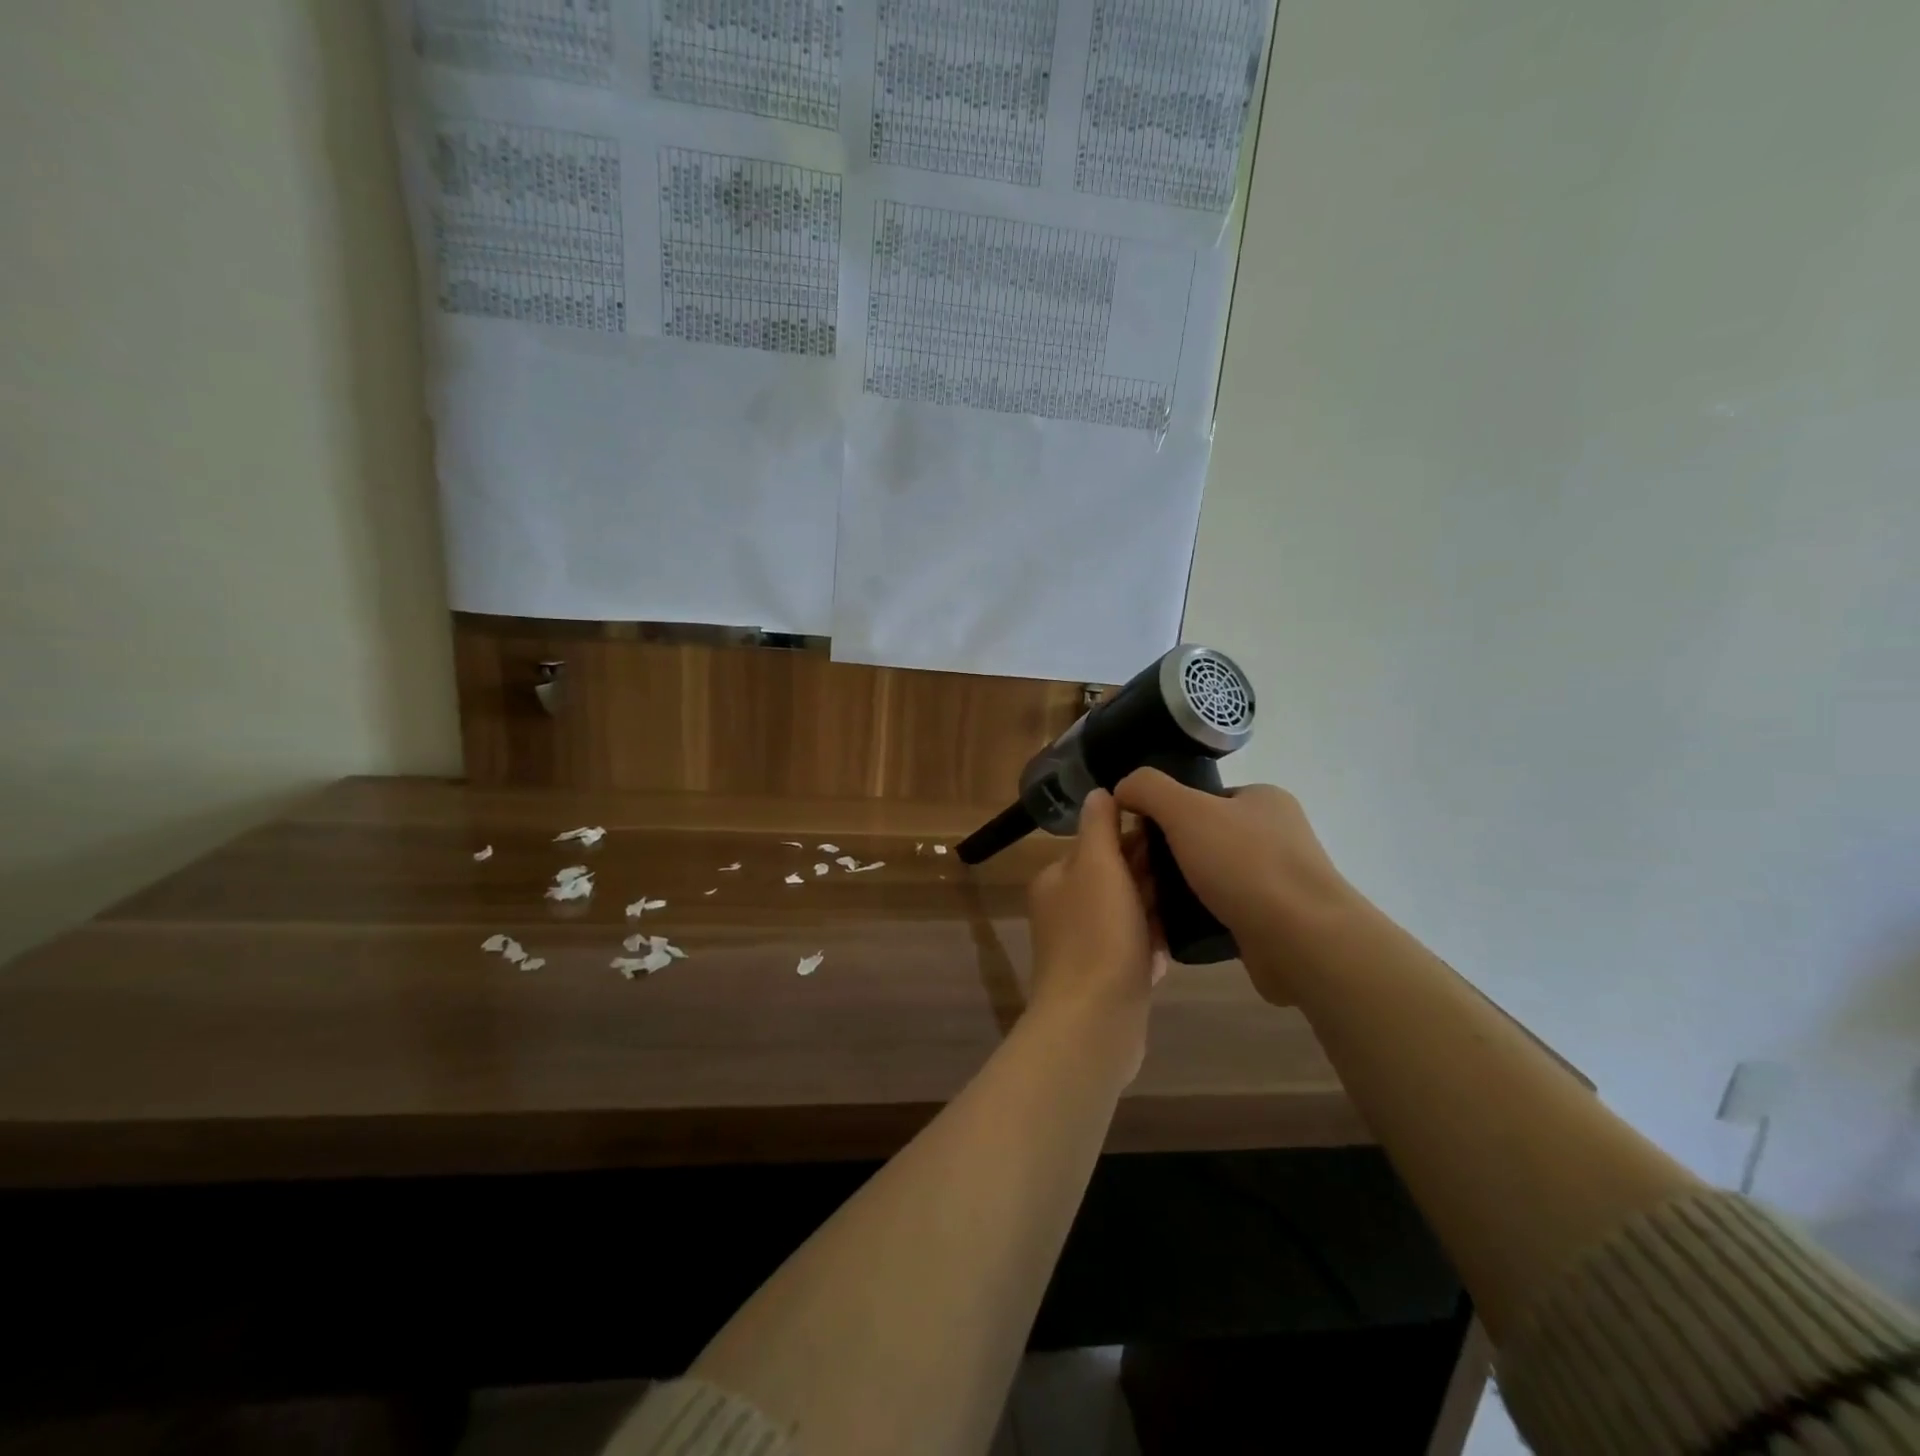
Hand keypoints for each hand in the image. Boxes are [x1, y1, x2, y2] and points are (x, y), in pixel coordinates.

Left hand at [1024, 789, 1164, 1080]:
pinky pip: (1134, 949)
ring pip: (1127, 914)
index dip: (1134, 837)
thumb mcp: (1097, 867)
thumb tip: (1099, 791)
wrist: (1095, 1022)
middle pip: (1113, 878)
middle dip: (1147, 875)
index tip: (1173, 836)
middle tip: (1191, 869)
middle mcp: (1064, 909)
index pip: (1097, 844)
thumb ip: (1098, 826)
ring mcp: (1084, 947)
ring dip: (1154, 909)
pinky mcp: (1105, 978)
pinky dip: (1153, 945)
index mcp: (1057, 879)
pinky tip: (1175, 945)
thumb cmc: (1097, 934)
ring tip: (1191, 901)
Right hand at [1114, 770, 1359, 1005]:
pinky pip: (1226, 909)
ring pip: (1213, 875)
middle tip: (1140, 873)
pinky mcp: (1276, 920)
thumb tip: (1123, 789)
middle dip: (1170, 854)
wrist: (1302, 941)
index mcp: (1264, 799)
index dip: (1165, 813)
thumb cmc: (1245, 864)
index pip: (1201, 797)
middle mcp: (1276, 834)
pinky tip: (1177, 926)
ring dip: (1183, 887)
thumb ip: (1148, 789)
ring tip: (1152, 901)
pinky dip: (1202, 915)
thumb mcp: (1185, 810)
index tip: (1138, 837)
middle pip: (1204, 837)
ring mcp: (1280, 879)